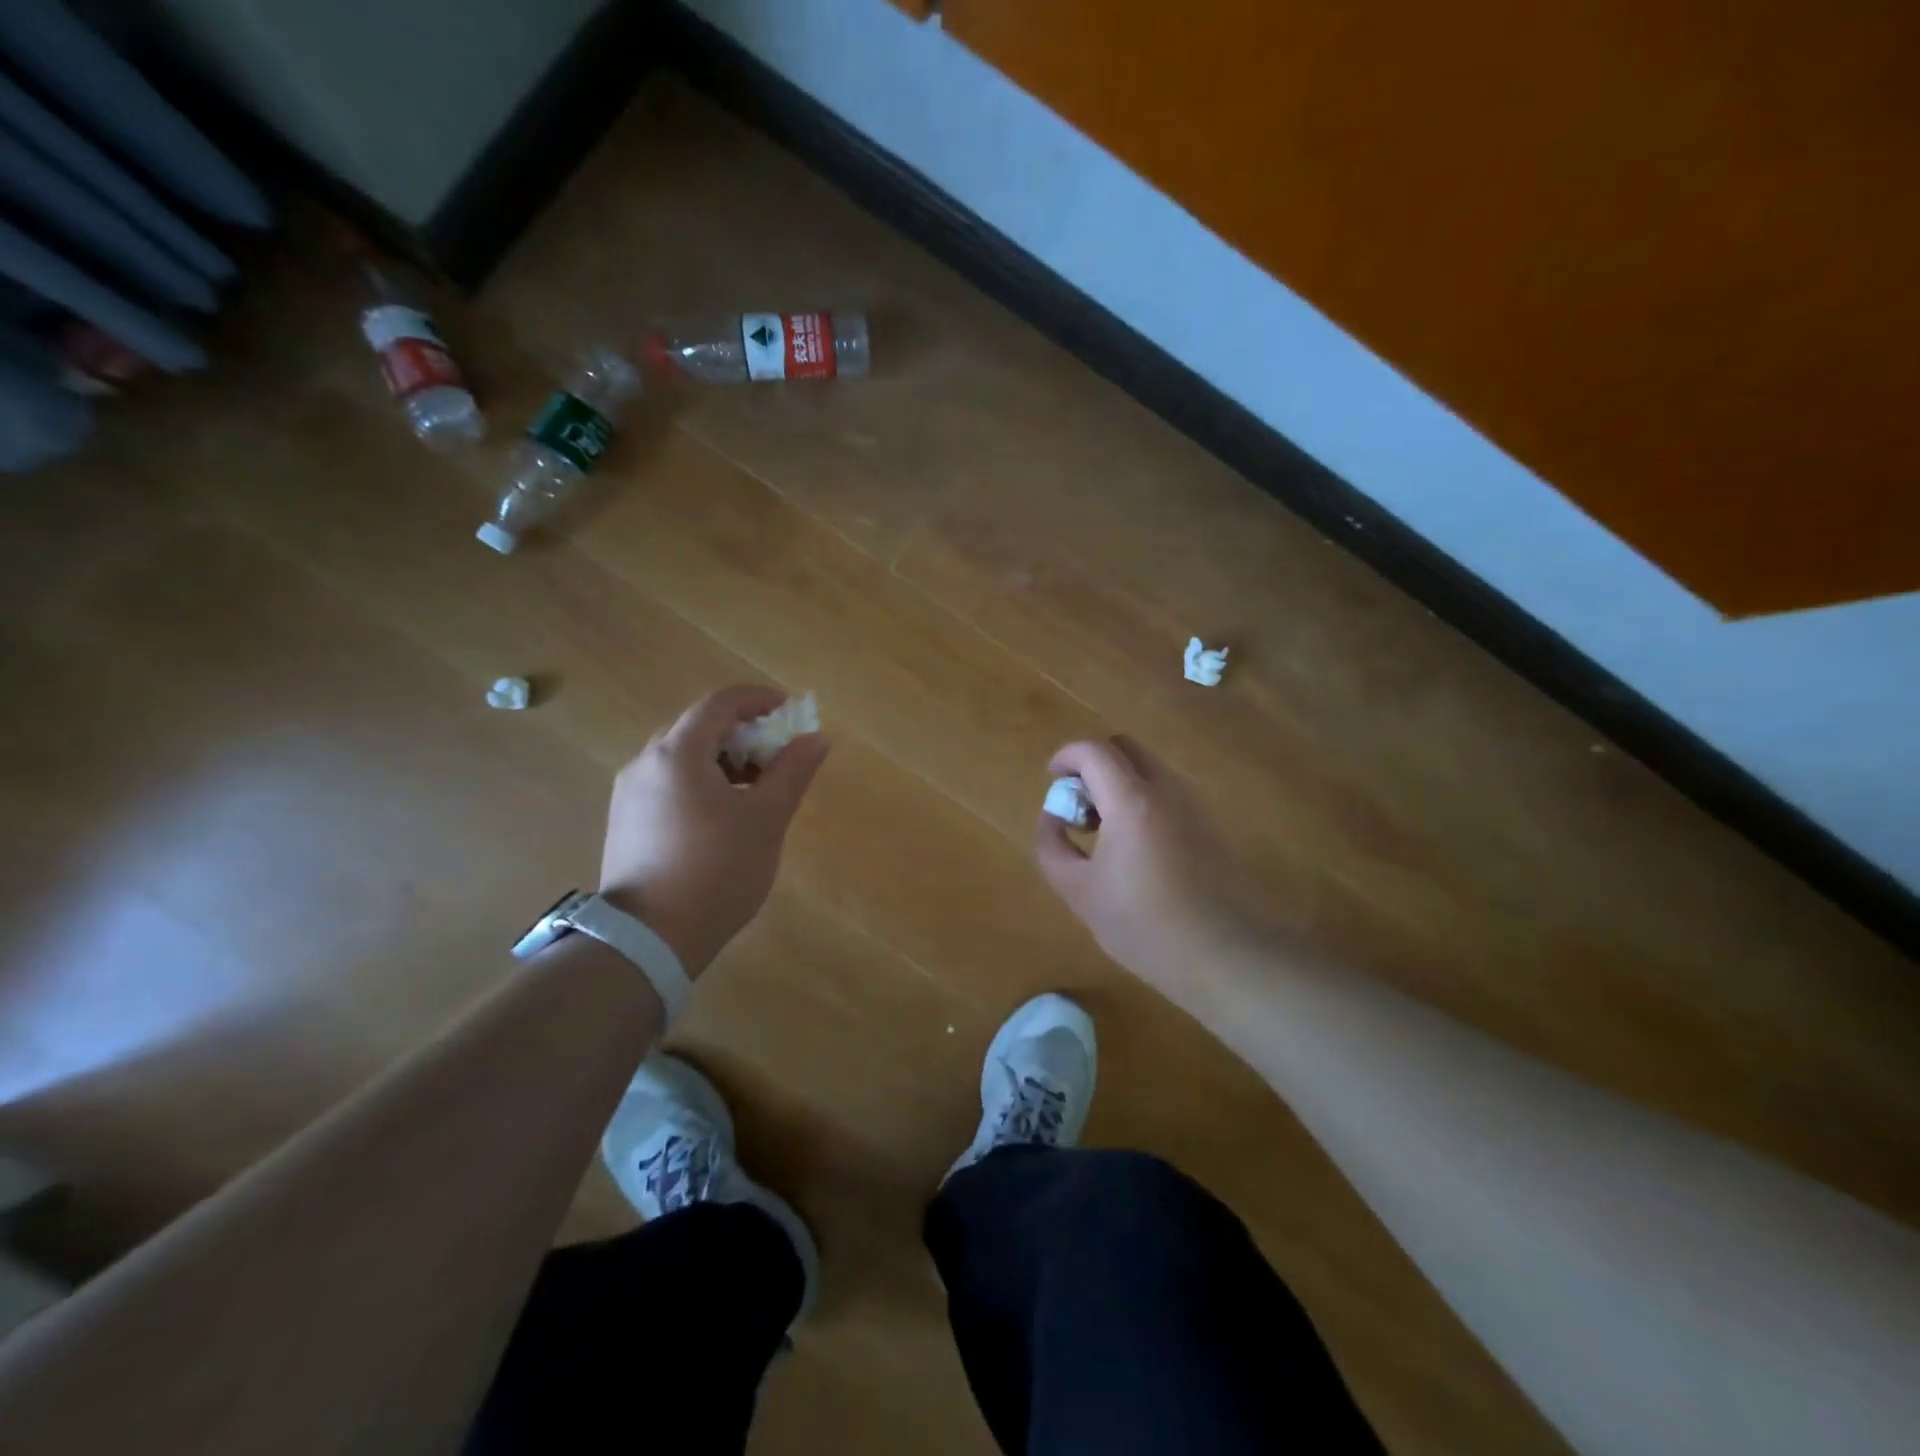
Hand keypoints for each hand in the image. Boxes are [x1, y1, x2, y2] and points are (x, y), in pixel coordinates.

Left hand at [599, 686, 829, 973]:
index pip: (720, 703)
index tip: (790, 713)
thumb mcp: (766, 819)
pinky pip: (668, 782)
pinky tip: (723, 814)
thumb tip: (816, 738)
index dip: (759, 700)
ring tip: (755, 788)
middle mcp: (645, 763)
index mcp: (677, 754)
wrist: (649, 939)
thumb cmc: (717, 871)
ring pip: (682, 757)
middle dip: (743, 733)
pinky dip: (700, 781)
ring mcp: (629, 793)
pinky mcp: (625, 820)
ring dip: (723, 759)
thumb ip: (792, 771)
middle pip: (699, 727)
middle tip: (777, 755)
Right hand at [1036, 737, 1271, 1000]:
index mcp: (1132, 800)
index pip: (1094, 751)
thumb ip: (1053, 847)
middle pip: (1124, 748)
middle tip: (1079, 805)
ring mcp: (1193, 804)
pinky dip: (1141, 799)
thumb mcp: (1079, 892)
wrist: (1226, 954)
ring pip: (1148, 768)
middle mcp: (1166, 789)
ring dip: (1119, 782)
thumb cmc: (1145, 925)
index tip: (1051, 779)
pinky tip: (1134, 848)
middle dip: (1094, 764)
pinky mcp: (1209, 824)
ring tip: (1103, 831)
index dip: (1066, 756)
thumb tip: (1052, 817)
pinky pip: (1166, 792)